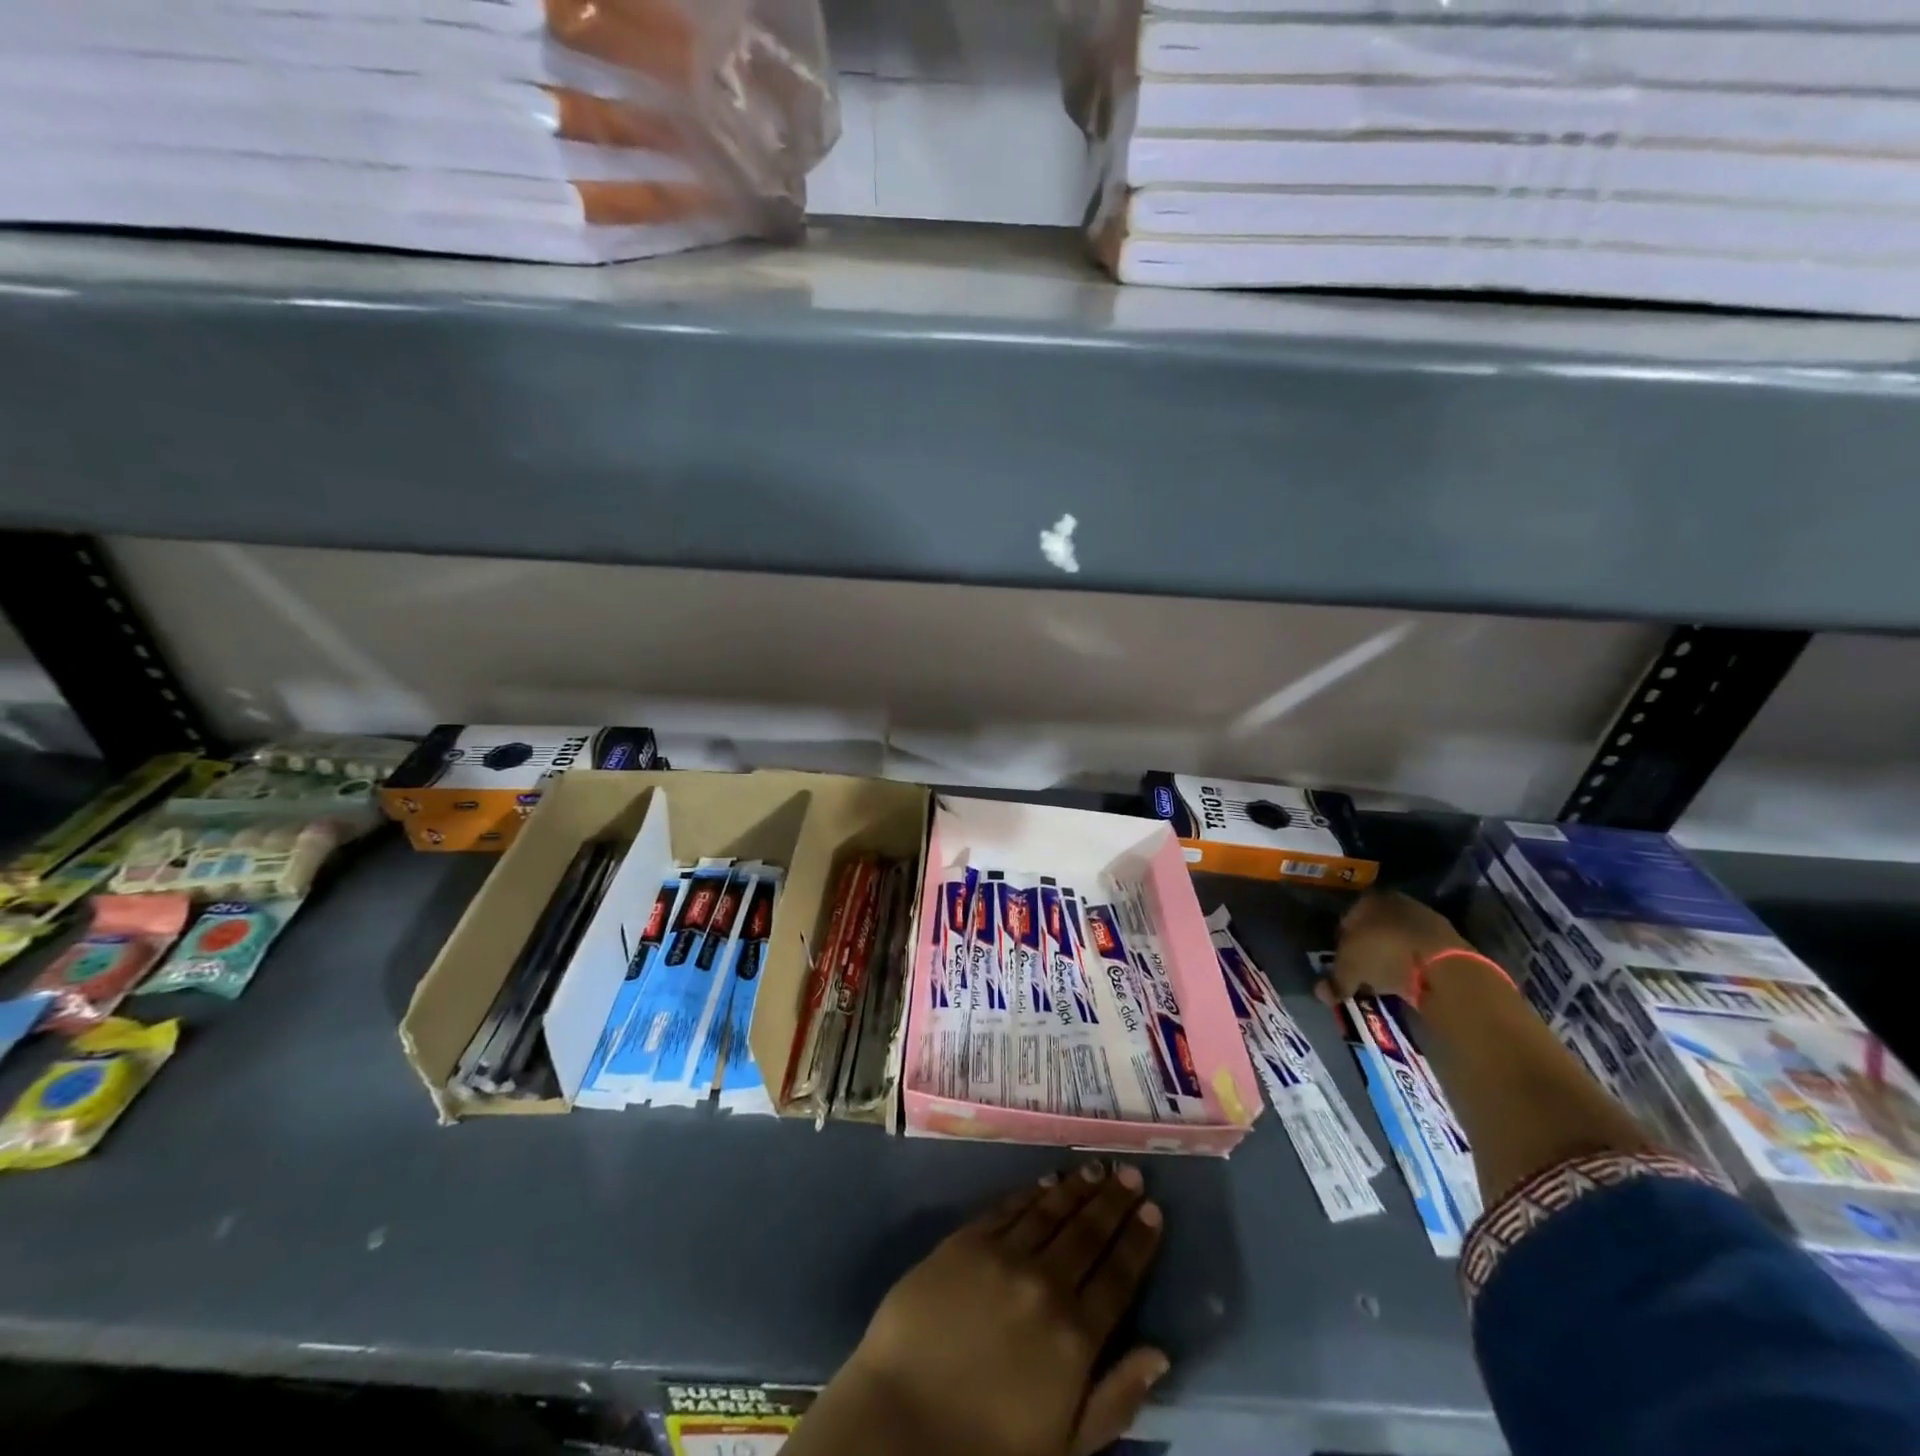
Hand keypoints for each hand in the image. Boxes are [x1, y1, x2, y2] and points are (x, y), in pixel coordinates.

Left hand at [802, 1162, 1166, 1455]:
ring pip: (1050, 1211)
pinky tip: (1045, 1181)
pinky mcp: (965, 1241)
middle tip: (1130, 1173)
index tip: (1153, 1210)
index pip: (1118, 1277)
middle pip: (1088, 1233)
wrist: (902, 1423)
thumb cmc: (989, 1447)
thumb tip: (1160, 1354)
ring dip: (1076, 1188)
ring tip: (1095, 1168)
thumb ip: (1116, 1399)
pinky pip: (1007, 1208)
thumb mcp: (1066, 1446)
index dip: (1138, 1241)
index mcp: (1075, 1337)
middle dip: (1114, 1201)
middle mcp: (1044, 1285)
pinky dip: (1030, 1192)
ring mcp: (1002, 1257)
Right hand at [1317, 890, 1470, 1005]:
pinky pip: (1421, 952)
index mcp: (1366, 899)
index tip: (1343, 964)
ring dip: (1392, 956)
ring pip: (1399, 939)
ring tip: (1387, 980)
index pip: (1346, 919)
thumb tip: (1321, 993)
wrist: (1443, 966)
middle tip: (1363, 973)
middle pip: (1374, 927)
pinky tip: (1409, 980)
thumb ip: (1334, 980)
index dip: (1341, 943)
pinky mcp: (1449, 938)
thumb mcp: (1350, 970)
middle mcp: (1394, 901)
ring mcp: (1425, 917)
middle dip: (1368, 948)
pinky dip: (1413, 964)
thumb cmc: (1384, 955)